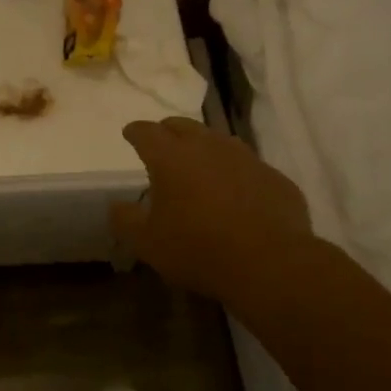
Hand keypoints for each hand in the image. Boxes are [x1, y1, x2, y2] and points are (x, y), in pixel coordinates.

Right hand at [111, 116, 312, 302]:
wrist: (270, 264)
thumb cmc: (198, 249)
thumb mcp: (148, 243)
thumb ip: (125, 220)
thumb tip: (116, 206)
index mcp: (171, 156)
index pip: (146, 132)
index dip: (135, 132)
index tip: (130, 134)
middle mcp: (207, 146)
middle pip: (182, 126)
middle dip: (168, 131)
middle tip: (162, 145)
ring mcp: (245, 158)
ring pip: (218, 140)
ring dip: (204, 147)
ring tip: (199, 165)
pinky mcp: (273, 177)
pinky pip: (248, 166)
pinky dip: (236, 173)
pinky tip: (237, 192)